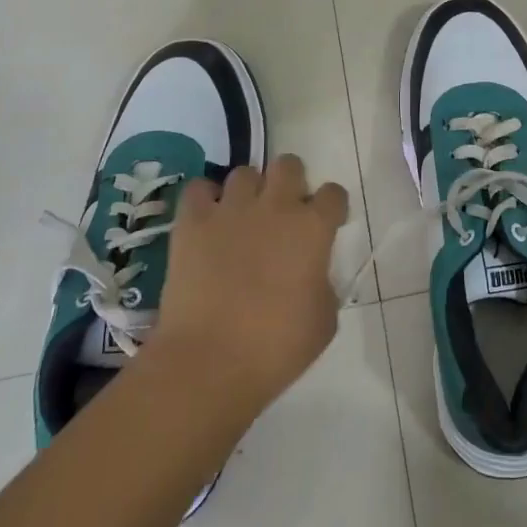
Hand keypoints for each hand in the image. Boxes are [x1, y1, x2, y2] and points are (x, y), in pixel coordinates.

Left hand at [151, 155, 349, 417]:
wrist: (210, 361)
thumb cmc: (276, 348)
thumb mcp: (324, 321)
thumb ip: (324, 285)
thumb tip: (312, 275)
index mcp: (313, 229)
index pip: (334, 194)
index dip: (332, 207)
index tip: (328, 224)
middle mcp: (276, 207)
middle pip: (288, 165)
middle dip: (290, 182)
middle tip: (284, 212)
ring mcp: (231, 209)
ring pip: (244, 172)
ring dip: (249, 191)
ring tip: (242, 217)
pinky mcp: (192, 222)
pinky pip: (199, 188)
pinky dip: (205, 198)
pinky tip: (207, 219)